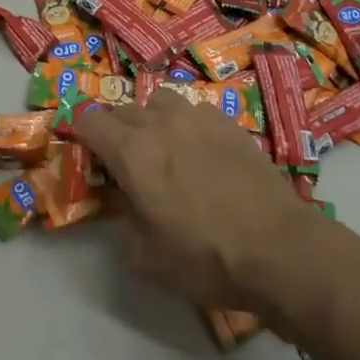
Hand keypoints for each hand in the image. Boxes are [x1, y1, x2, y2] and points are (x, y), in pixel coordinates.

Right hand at [72, 89, 320, 314]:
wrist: (278, 248)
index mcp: (132, 152)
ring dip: (152, 120)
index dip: (81, 134)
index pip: (89, 120)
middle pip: (123, 110)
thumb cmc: (204, 258)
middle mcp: (160, 123)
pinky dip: (188, 125)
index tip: (87, 154)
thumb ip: (124, 220)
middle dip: (116, 131)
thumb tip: (126, 202)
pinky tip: (201, 151)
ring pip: (161, 102)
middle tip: (125, 162)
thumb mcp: (145, 256)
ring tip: (164, 147)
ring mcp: (198, 118)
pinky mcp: (229, 123)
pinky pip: (196, 111)